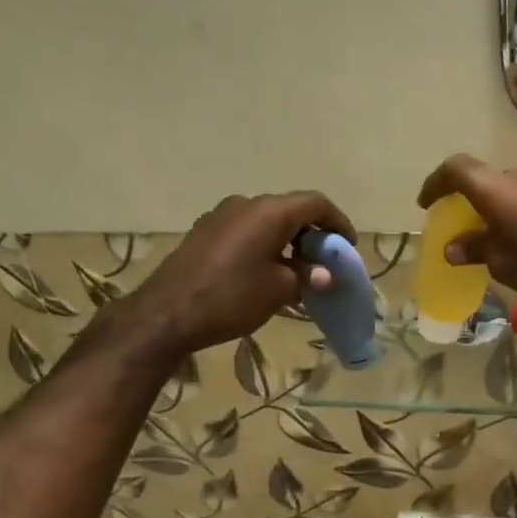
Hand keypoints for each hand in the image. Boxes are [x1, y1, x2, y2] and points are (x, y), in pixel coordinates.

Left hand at [117, 191, 354, 360]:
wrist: (168, 313)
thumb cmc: (231, 298)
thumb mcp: (278, 290)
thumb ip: (306, 276)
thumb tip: (324, 274)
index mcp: (269, 212)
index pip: (315, 204)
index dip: (338, 223)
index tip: (348, 247)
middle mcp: (245, 204)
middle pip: (290, 211)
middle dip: (313, 236)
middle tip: (325, 264)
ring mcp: (220, 216)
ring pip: (267, 223)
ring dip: (288, 243)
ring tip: (298, 274)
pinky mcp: (205, 234)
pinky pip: (246, 233)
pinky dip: (265, 248)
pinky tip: (267, 276)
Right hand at [417, 155, 516, 325]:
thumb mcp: (509, 268)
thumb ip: (478, 250)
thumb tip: (454, 247)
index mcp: (501, 191)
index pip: (457, 169)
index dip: (436, 183)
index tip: (427, 204)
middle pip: (486, 180)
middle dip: (470, 204)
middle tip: (464, 233)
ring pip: (512, 189)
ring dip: (498, 209)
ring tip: (498, 242)